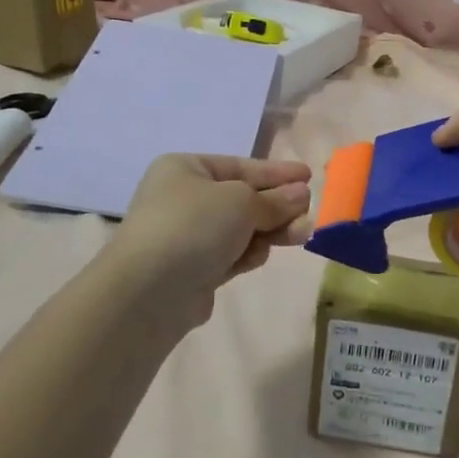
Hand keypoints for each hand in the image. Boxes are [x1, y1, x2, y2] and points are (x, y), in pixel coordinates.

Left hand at [103, 155, 311, 326]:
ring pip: (241, 228)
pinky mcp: (194, 269)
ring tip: (299, 235)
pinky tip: (258, 257)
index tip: (309, 176)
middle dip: (278, 206)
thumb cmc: (194, 226)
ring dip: (269, 231)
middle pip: (243, 198)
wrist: (149, 291)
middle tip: (309, 213)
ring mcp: (187, 236)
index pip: (241, 166)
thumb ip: (275, 200)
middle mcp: (184, 198)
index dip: (276, 172)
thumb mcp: (242, 202)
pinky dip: (248, 253)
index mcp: (186, 169)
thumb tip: (301, 195)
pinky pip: (231, 253)